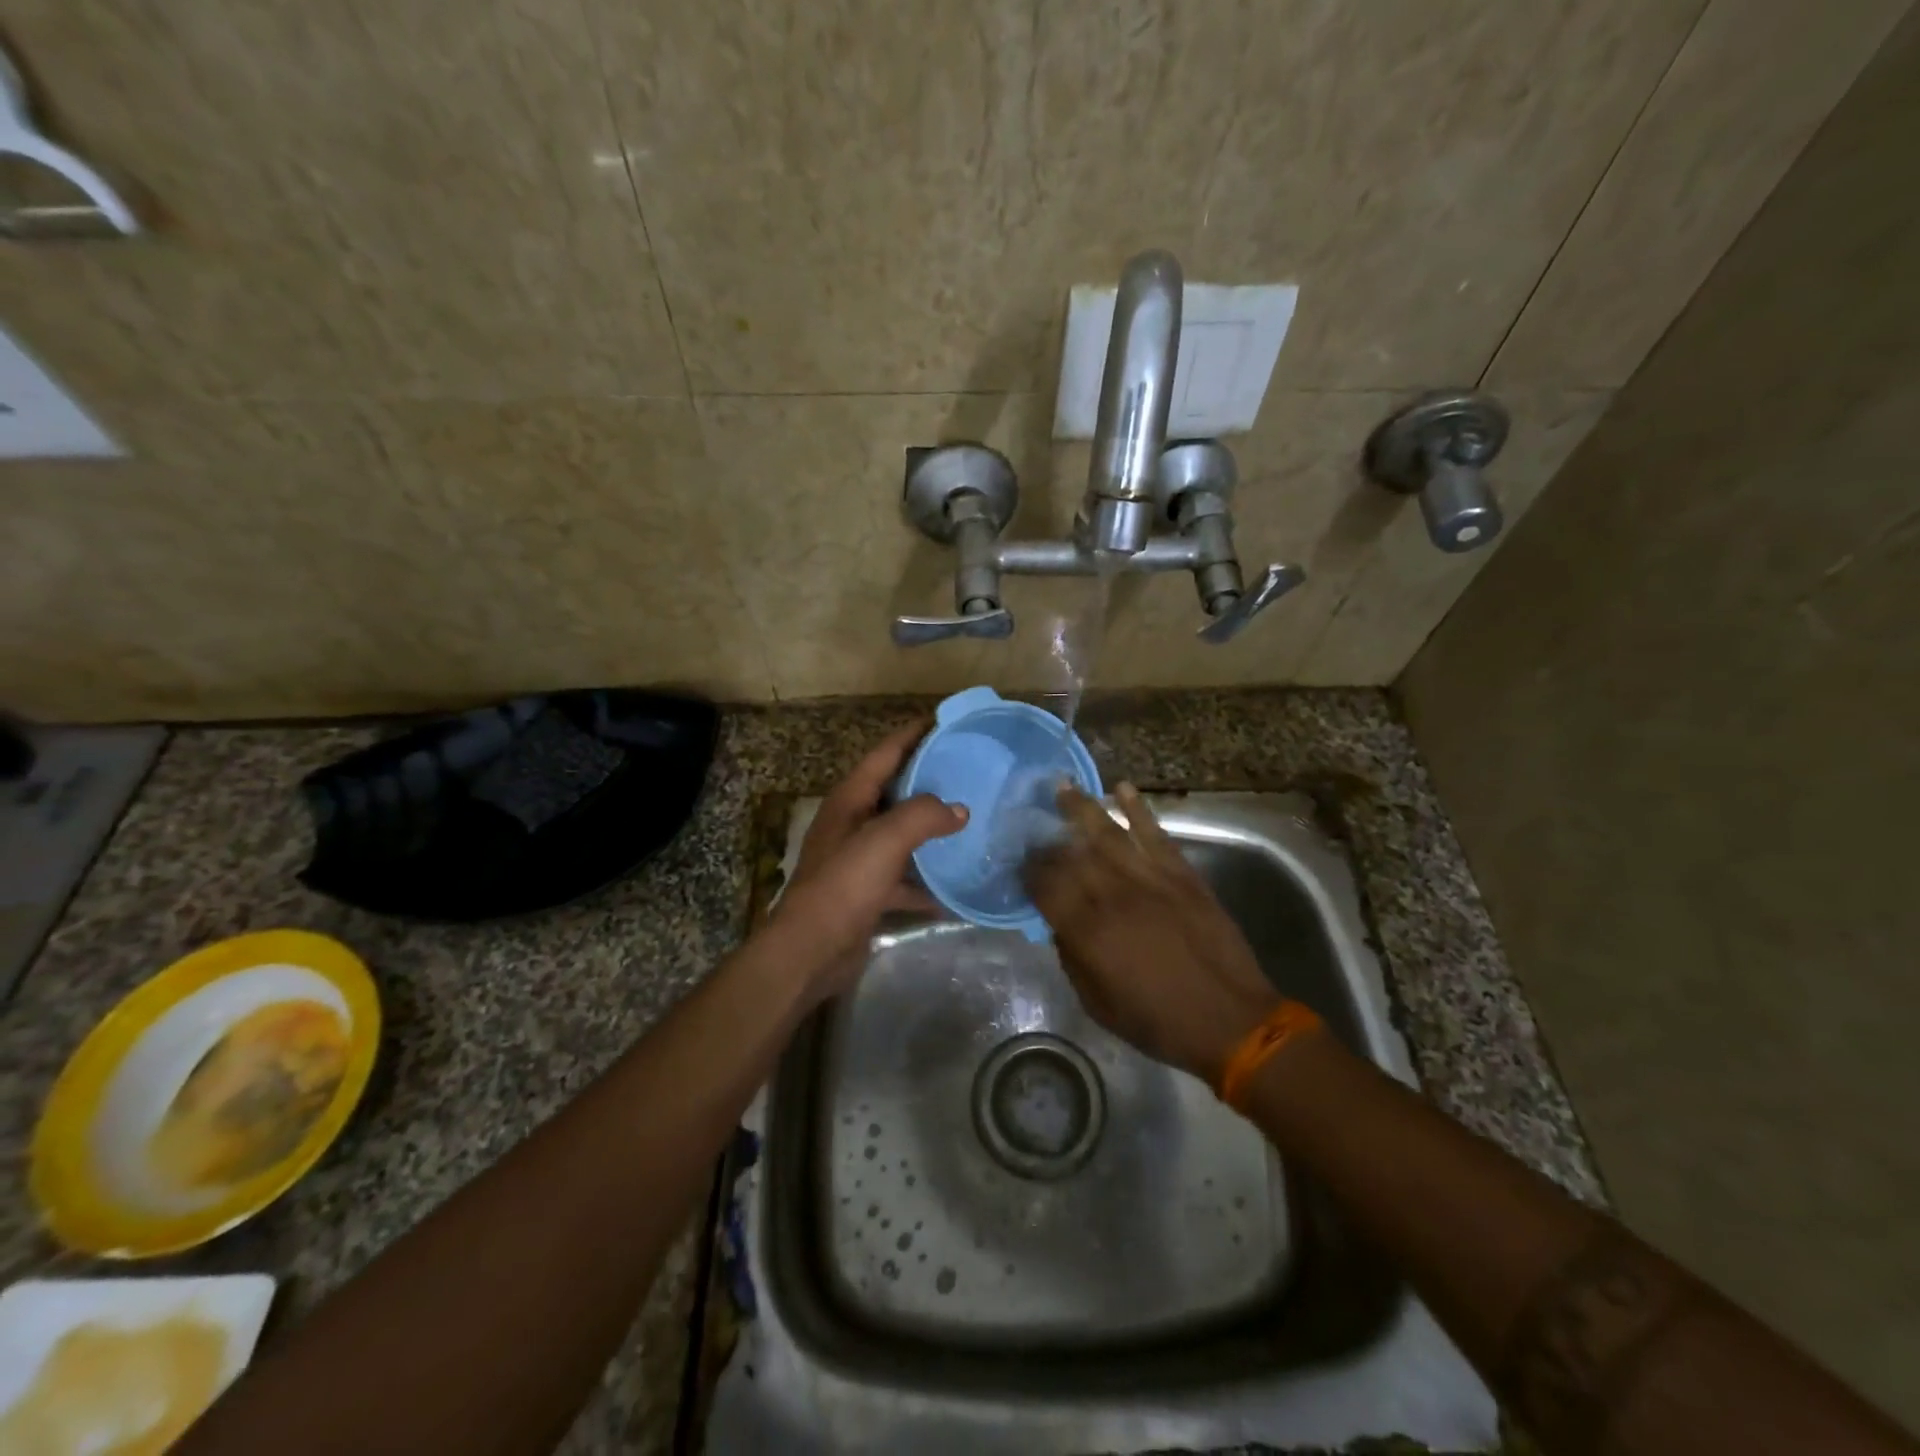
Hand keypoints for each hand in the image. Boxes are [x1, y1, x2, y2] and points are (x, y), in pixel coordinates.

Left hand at [763, 721, 967, 1002]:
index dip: (913, 734)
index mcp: (851, 799)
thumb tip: (959, 810)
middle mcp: (853, 822)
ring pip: (902, 834)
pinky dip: (927, 880)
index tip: (946, 721)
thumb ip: (923, 816)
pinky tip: (957, 885)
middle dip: (929, 779)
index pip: (885, 753)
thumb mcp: (884, 840)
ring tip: (971, 819)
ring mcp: (859, 859)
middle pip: (895, 791)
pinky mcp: (867, 892)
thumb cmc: (844, 885)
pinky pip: (904, 877)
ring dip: (931, 829)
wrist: (811, 950)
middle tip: (970, 769)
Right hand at [1025, 783, 1280, 1083]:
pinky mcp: (1182, 875)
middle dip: (1048, 837)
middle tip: (1034, 823)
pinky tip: (1122, 788)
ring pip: (1108, 834)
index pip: (1046, 886)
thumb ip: (1072, 958)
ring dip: (1083, 808)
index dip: (1028, 871)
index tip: (1019, 861)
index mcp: (1089, 932)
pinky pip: (1155, 834)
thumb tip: (1060, 924)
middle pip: (1072, 854)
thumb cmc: (1158, 1022)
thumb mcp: (1097, 1004)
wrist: (1230, 1021)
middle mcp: (1114, 896)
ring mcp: (1150, 880)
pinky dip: (1138, 810)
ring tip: (1063, 786)